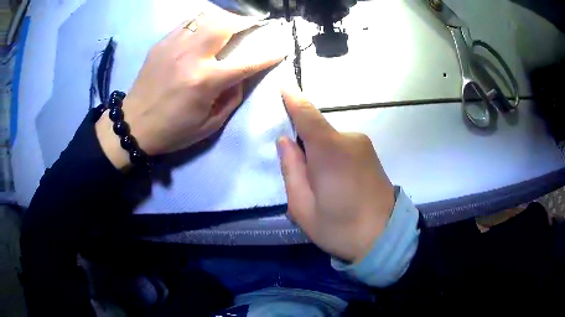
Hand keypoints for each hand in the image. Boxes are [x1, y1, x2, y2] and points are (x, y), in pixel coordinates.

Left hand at [96, 11, 286, 168]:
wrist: (134, 124)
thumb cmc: (173, 130)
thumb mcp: (209, 125)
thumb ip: (231, 98)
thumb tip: (242, 76)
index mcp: (205, 81)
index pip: (247, 62)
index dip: (268, 54)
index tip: (281, 48)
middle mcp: (191, 56)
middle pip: (226, 25)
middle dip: (246, 21)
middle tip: (254, 25)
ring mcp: (174, 45)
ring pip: (207, 17)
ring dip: (225, 17)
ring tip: (232, 24)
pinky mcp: (162, 43)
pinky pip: (188, 21)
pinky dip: (203, 21)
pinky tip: (206, 28)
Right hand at [277, 85, 395, 263]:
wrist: (385, 238)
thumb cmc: (340, 228)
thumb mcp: (303, 207)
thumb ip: (291, 170)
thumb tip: (285, 140)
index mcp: (329, 151)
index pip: (307, 114)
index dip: (293, 98)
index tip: (283, 84)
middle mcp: (349, 139)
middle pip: (317, 129)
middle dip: (303, 144)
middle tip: (300, 176)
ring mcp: (363, 145)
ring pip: (329, 140)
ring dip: (318, 154)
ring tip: (321, 187)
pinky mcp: (371, 154)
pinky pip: (342, 146)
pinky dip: (332, 157)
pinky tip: (336, 183)